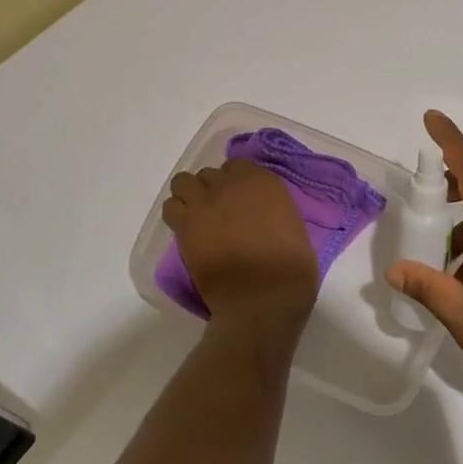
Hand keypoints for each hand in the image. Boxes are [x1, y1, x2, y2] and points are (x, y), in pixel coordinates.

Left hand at [163, 157, 319, 336]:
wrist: (264, 298)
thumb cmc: (290, 268)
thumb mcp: (292, 224)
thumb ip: (272, 207)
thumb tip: (259, 212)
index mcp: (262, 182)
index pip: (237, 166)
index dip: (234, 183)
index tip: (237, 201)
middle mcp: (232, 184)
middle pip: (210, 174)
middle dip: (212, 191)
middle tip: (218, 214)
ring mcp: (206, 202)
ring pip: (184, 182)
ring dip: (190, 196)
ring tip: (198, 218)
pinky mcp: (186, 225)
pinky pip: (170, 206)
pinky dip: (176, 215)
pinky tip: (187, 231)